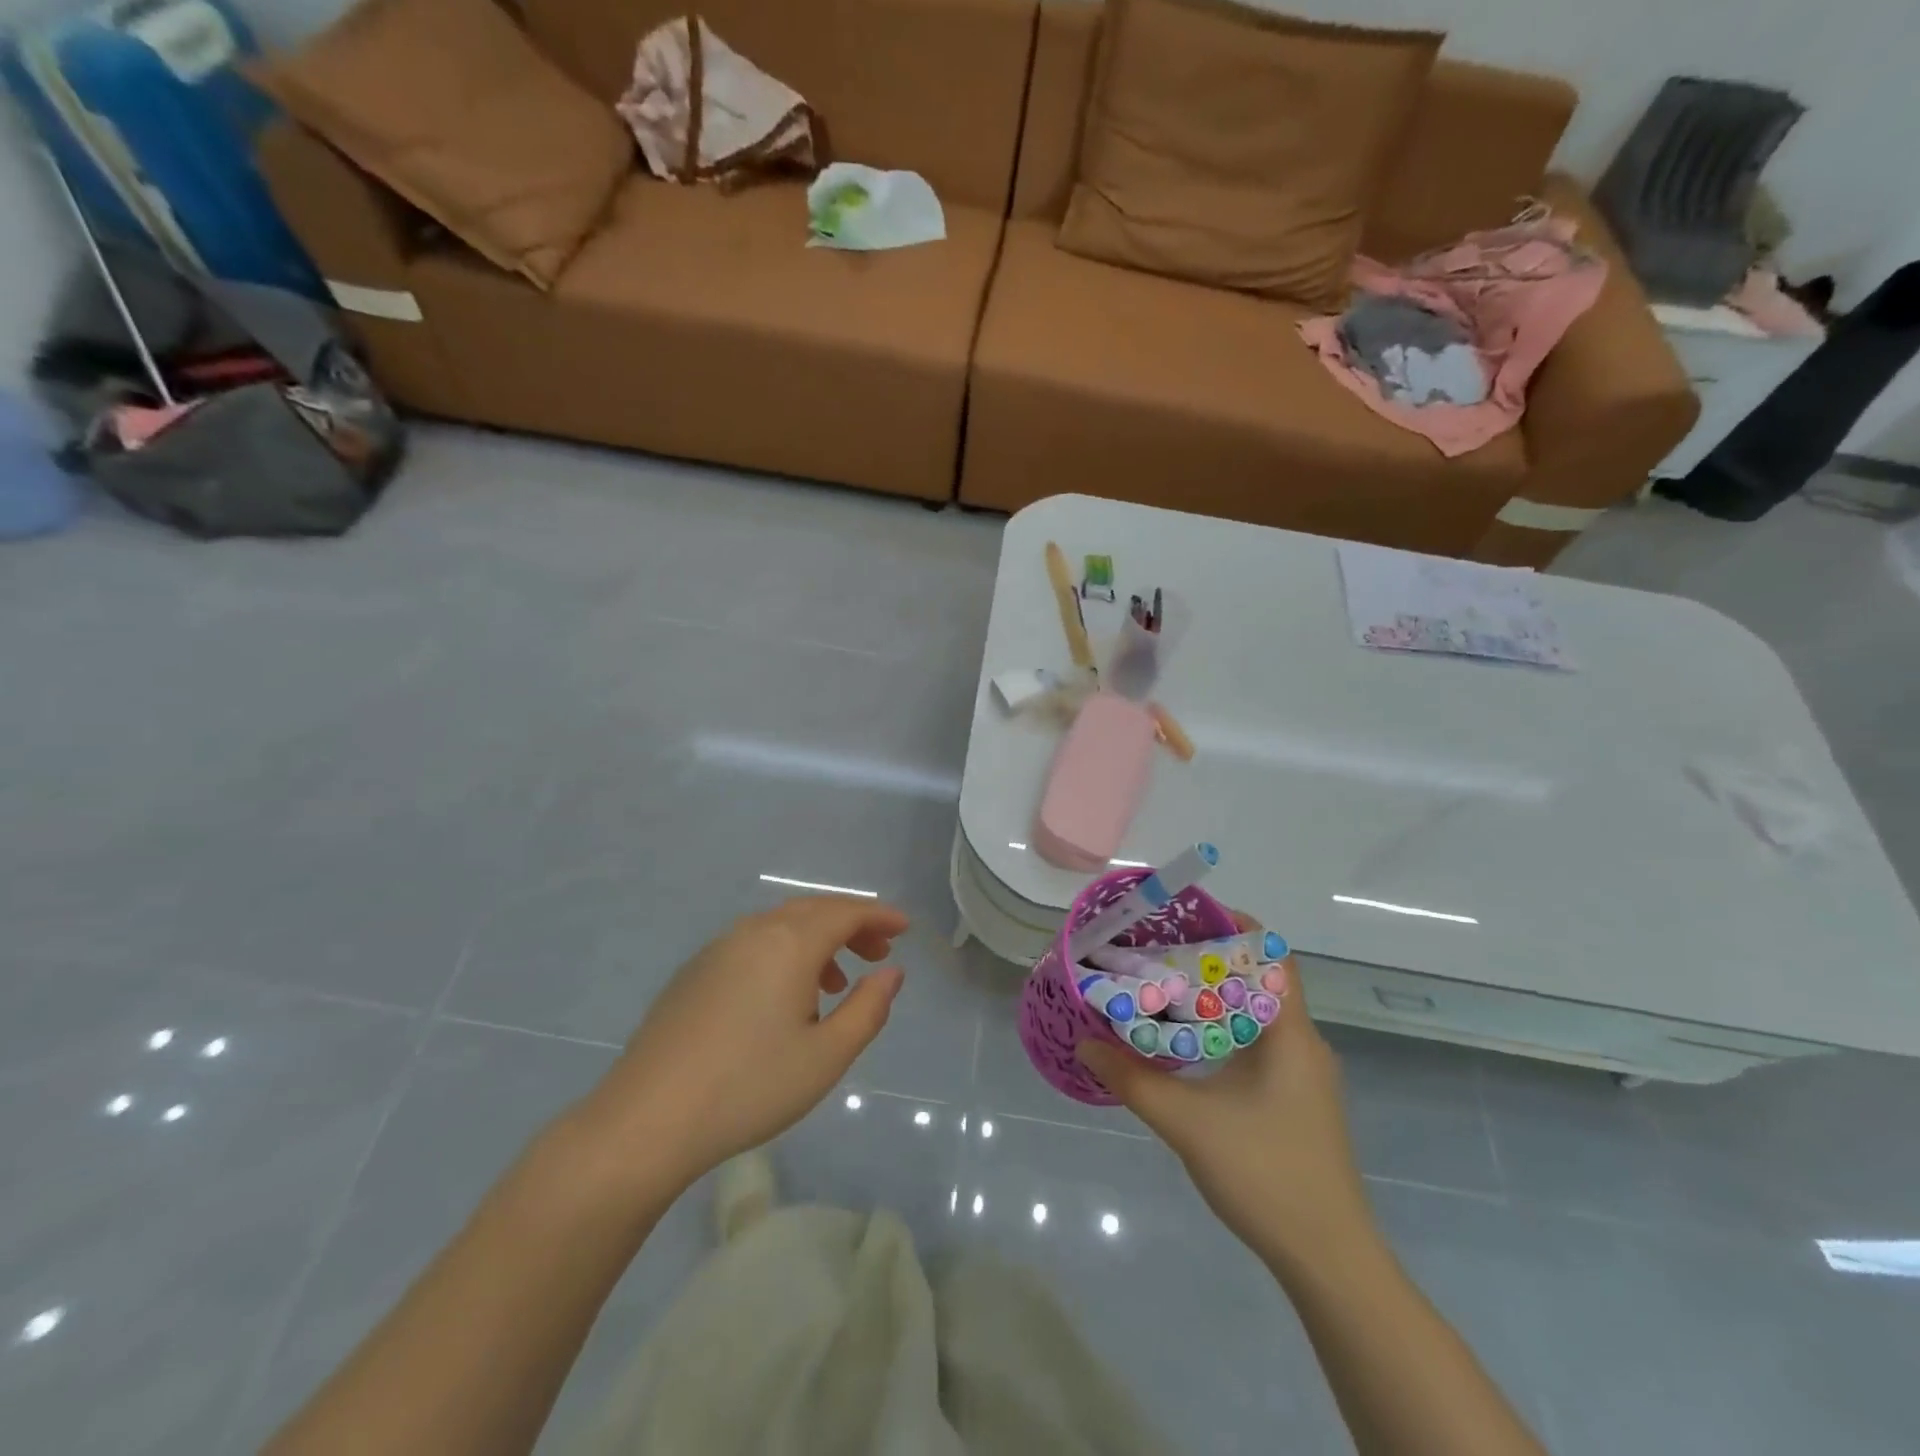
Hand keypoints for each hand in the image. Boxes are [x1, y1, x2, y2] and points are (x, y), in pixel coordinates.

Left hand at [576, 896, 908, 1193]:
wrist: (647, 1119)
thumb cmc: (749, 1086)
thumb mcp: (826, 1056)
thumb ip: (868, 1009)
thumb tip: (891, 973)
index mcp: (789, 943)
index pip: (845, 912)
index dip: (879, 915)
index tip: (905, 928)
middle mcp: (753, 932)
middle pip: (813, 911)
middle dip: (852, 925)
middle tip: (879, 951)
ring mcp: (718, 949)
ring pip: (781, 927)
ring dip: (817, 942)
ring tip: (837, 983)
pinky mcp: (694, 972)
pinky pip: (753, 944)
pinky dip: (784, 954)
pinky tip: (784, 998)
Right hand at [1077, 914, 1372, 1271]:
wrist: (1329, 1260)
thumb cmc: (1266, 1174)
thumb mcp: (1187, 1123)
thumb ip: (1133, 1080)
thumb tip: (1085, 1044)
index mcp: (1290, 1033)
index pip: (1272, 955)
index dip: (1234, 926)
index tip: (1184, 918)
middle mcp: (1303, 1043)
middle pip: (1259, 979)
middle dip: (1210, 958)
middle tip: (1157, 950)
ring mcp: (1303, 1074)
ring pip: (1257, 1014)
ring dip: (1215, 997)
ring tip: (1162, 988)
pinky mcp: (1296, 1100)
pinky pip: (1259, 1043)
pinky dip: (1223, 1030)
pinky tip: (1186, 1046)